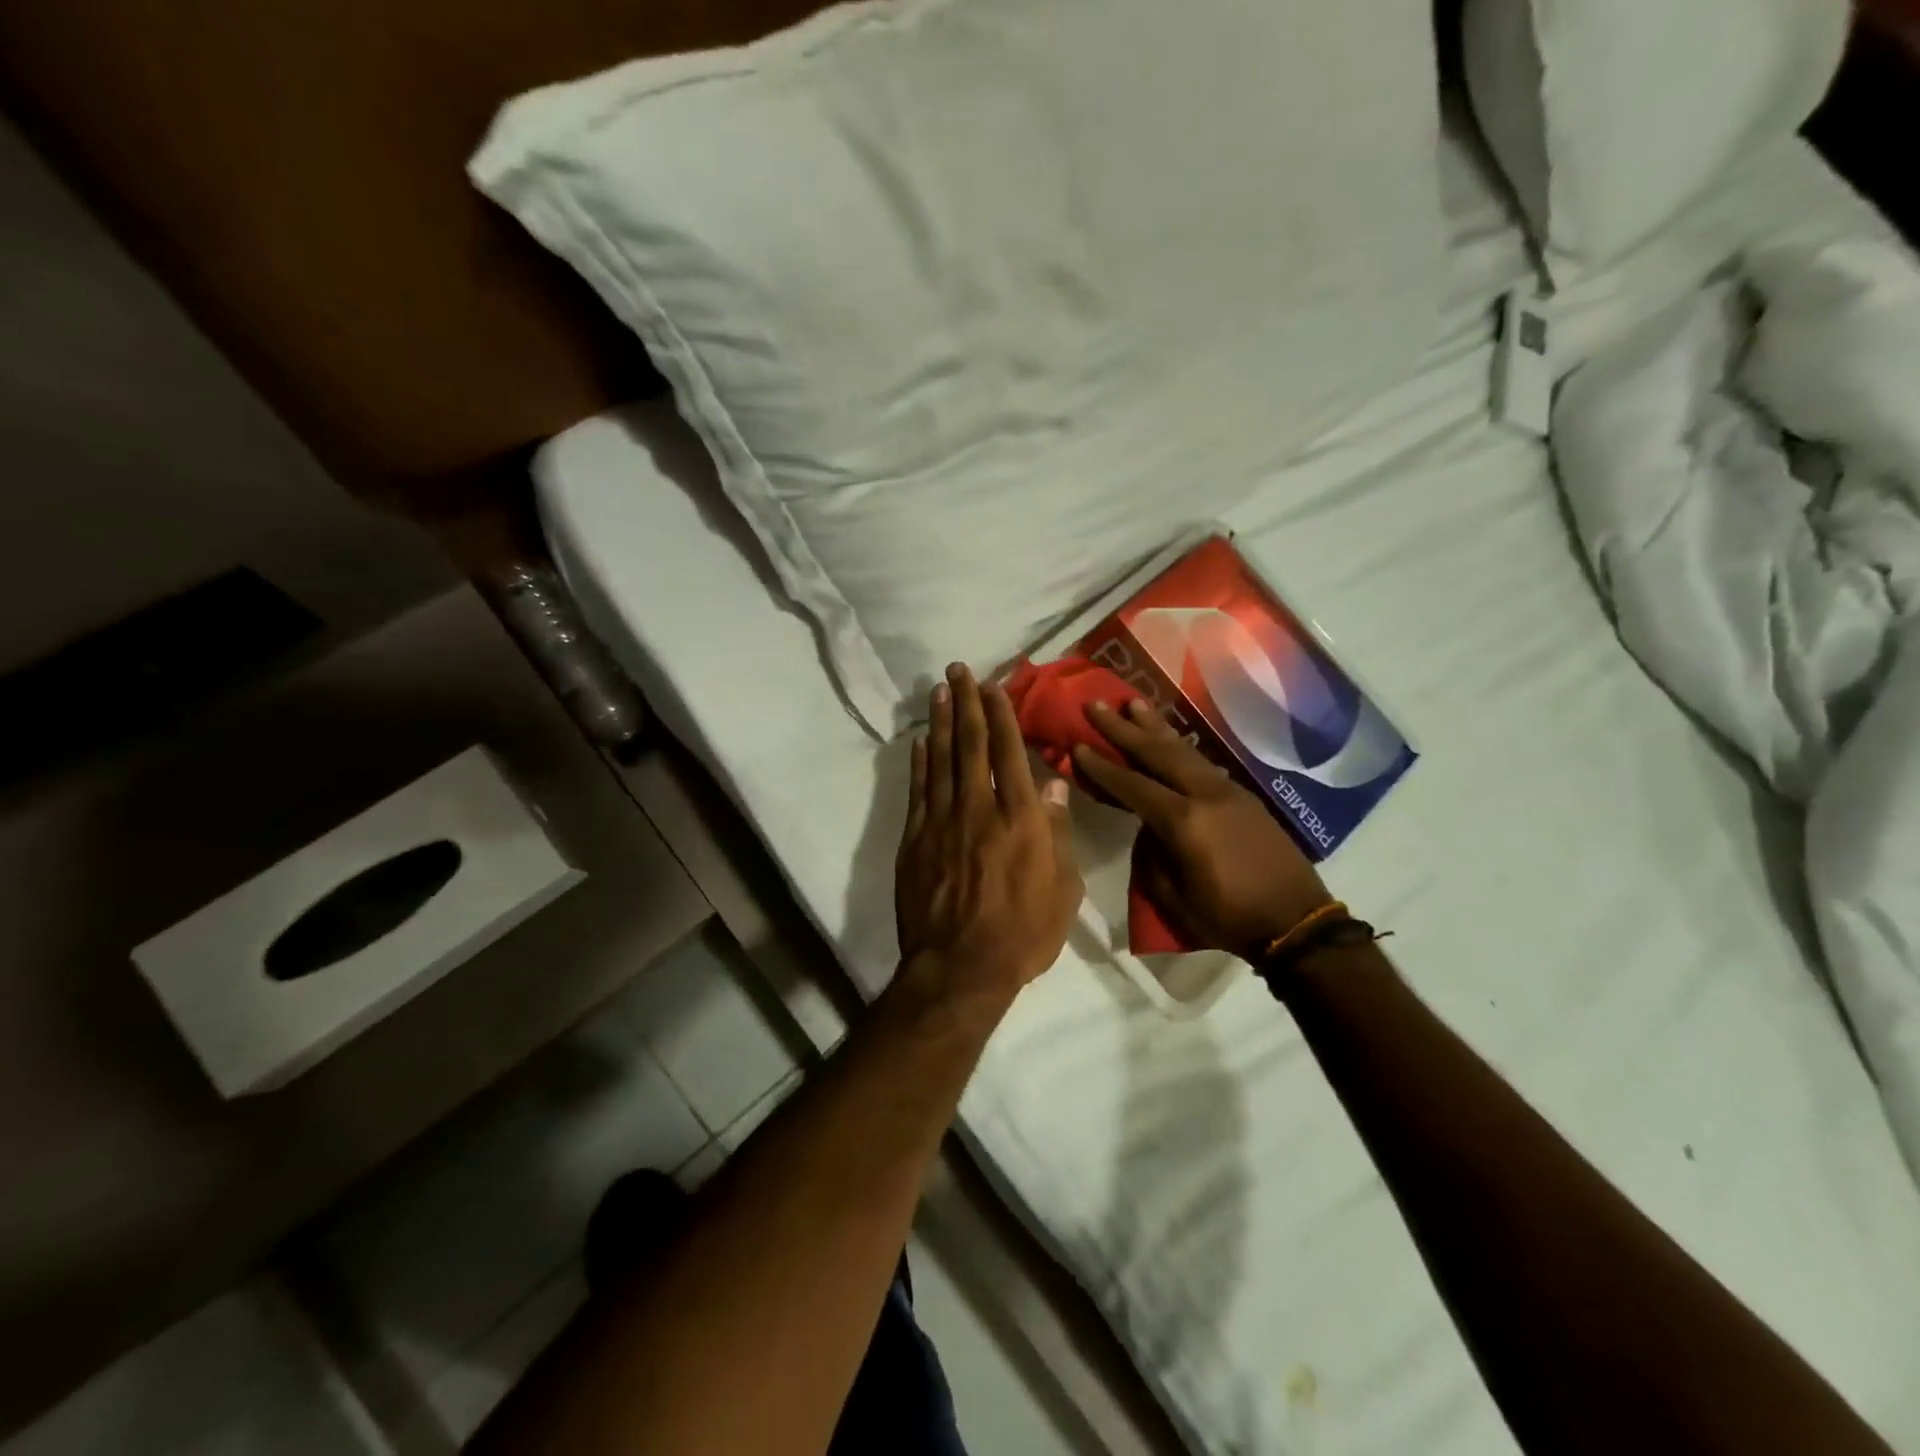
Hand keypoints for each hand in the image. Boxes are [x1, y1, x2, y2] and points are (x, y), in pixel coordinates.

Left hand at [895, 664, 1083, 1004]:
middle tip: (958, 670)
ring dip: (940, 721)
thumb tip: (1055, 785)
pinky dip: (918, 762)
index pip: (1009, 752)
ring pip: (940, 759)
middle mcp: (978, 808)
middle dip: (966, 703)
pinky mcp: (914, 839)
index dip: (1001, 715)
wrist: (959, 968)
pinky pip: (918, 790)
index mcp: (1020, 818)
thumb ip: (1058, 833)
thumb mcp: (1063, 891)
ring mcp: (941, 821)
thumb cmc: (1023, 934)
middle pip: (971, 744)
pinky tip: (920, 740)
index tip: (994, 686)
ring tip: (939, 690)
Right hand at [1073, 700, 1332, 961]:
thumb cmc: (1227, 917)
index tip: (1078, 744)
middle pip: (1158, 753)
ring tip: (1134, 703)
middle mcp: (1206, 795)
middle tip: (1096, 704)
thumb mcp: (1172, 896)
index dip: (1102, 766)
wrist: (1296, 924)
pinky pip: (1204, 764)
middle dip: (1123, 728)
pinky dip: (1181, 748)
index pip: (1133, 785)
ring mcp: (1230, 791)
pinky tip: (1171, 741)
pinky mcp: (1246, 797)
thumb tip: (1148, 827)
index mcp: (1184, 821)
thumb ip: (1151, 854)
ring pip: (1185, 751)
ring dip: (1156, 727)